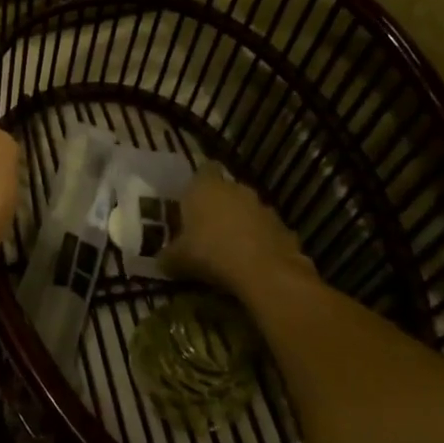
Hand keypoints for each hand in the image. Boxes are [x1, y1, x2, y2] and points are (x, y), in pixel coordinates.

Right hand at [162, 167, 317, 296]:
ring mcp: (263, 207)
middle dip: (219, 205)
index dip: (198, 183)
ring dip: (241, 223)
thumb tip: (159, 262)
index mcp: (205, 186)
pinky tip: (252, 262)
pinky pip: (266, 231)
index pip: (203, 169)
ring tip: (230, 248)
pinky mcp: (284, 228)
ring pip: (248, 210)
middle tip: (207, 228)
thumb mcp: (179, 259)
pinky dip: (260, 241)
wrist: (265, 272)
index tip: (192, 201)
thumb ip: (168, 257)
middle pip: (226, 190)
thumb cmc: (211, 253)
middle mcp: (235, 188)